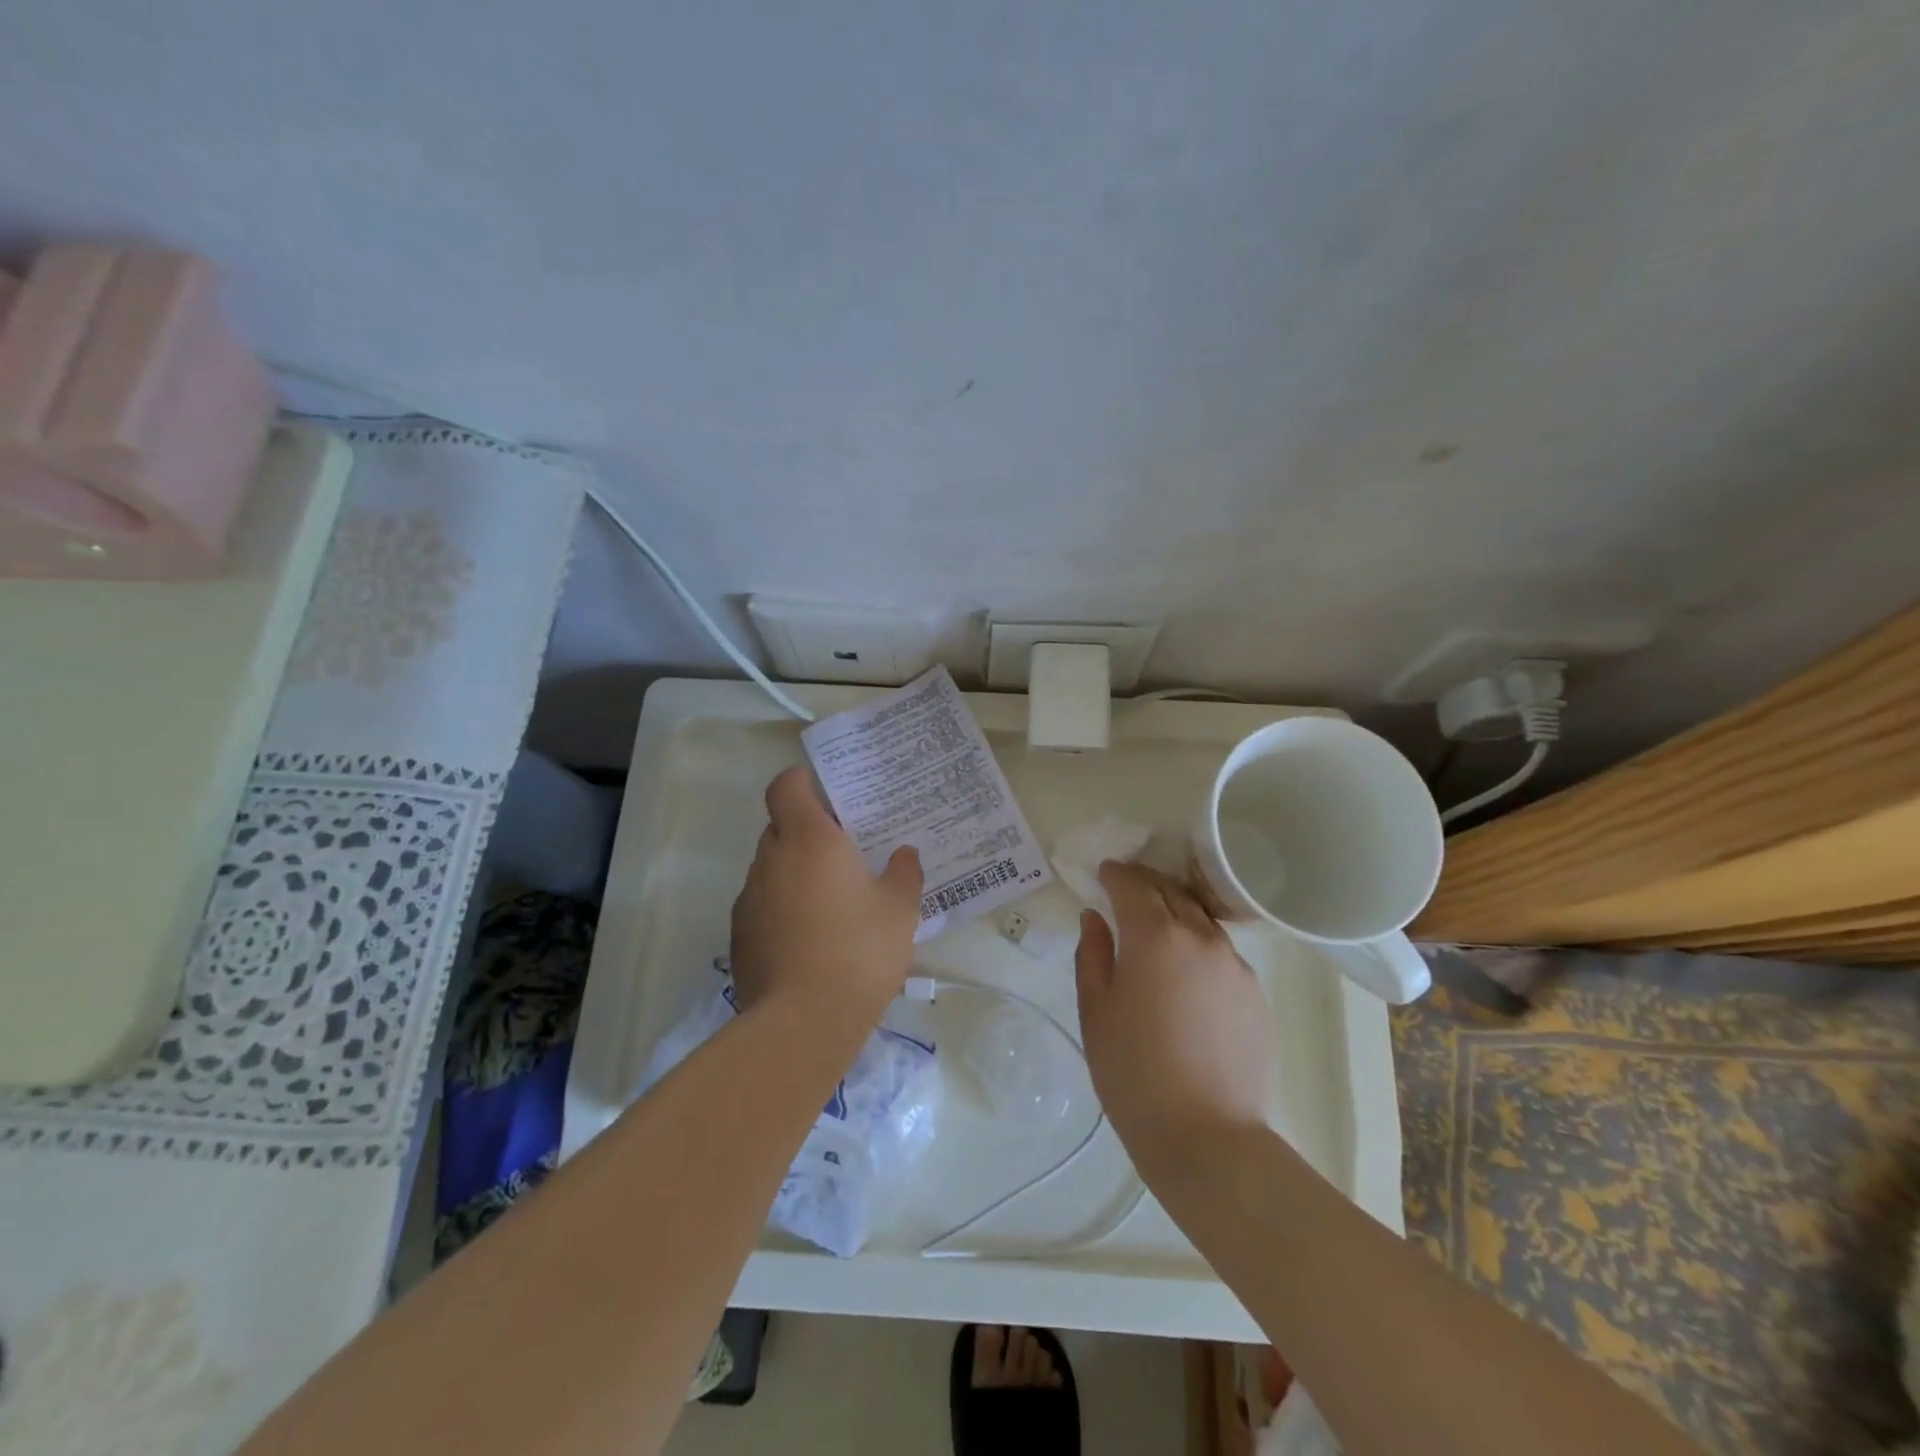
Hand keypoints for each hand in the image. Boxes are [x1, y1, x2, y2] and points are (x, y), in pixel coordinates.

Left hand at [729, 766, 922, 1026]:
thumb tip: (904, 854)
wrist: (803, 1022)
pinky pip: (763, 905)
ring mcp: (749, 898)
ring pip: (771, 868)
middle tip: (844, 853)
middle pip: (780, 827)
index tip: (825, 793)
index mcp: (809, 839)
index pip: (786, 787)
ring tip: (830, 902)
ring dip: (794, 873)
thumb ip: (904, 874)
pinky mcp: (739, 936)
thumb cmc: (859, 950)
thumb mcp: (900, 910)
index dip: (801, 782)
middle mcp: (772, 859)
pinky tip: (810, 940)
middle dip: (807, 833)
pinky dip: (782, 909)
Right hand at [1074, 861, 1274, 1175]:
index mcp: (1155, 937)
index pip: (1133, 884)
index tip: (1103, 873)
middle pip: (1172, 891)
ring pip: (1201, 920)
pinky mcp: (1256, 994)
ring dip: (1175, 912)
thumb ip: (1093, 955)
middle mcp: (1200, 938)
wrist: (1207, 1138)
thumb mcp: (1096, 1011)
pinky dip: (1199, 947)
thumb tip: (1095, 919)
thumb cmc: (1134, 1074)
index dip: (1115, 873)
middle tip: (1125, 888)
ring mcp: (1235, 965)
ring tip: (1156, 928)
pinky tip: (1186, 976)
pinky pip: (1222, 954)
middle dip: (1145, 883)